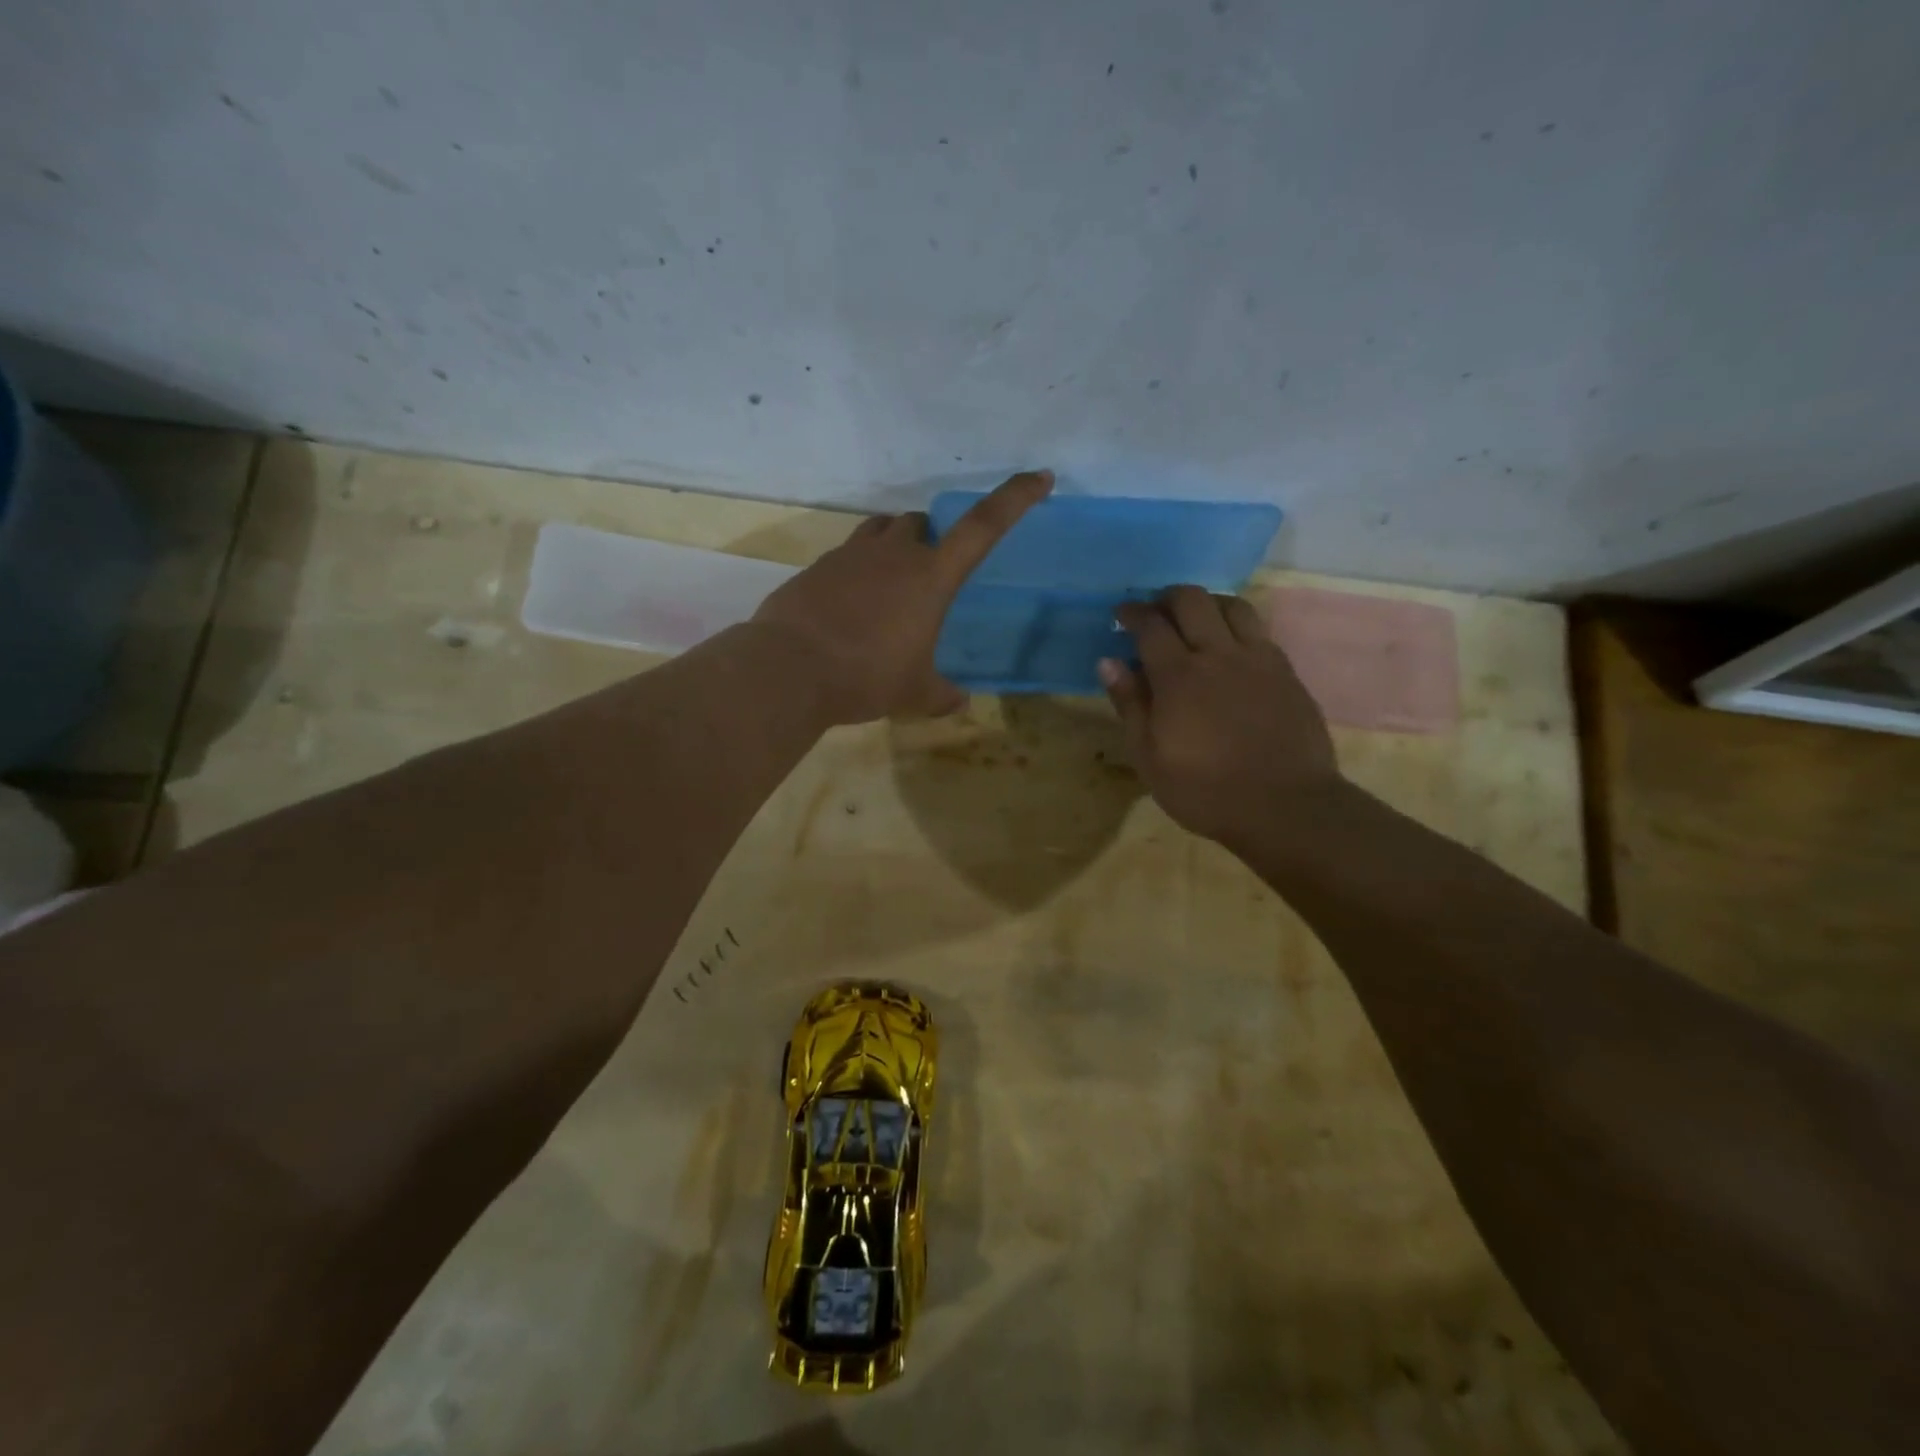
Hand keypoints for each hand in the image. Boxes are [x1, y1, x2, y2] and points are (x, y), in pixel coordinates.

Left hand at [752, 470, 1052, 723]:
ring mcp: (851, 555)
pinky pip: (847, 554)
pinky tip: (850, 605)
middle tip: (929, 575)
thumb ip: (942, 694)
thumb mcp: (914, 693)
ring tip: (891, 583)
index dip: (1015, 498)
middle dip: (930, 539)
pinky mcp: (818, 567)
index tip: (1040, 477)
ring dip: (893, 545)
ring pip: (881, 530)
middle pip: (920, 523)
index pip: (984, 526)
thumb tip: (958, 701)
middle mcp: (894, 554)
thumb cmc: (866, 676)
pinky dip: (857, 570)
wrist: (790, 669)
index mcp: (931, 576)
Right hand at [1101, 587, 1342, 846]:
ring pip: (1231, 605)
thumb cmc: (1204, 790)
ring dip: (1206, 603)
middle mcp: (1218, 654)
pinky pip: (1258, 629)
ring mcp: (1257, 659)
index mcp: (1178, 676)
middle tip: (1155, 613)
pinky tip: (1230, 646)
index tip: (1120, 614)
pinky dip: (1236, 624)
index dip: (1131, 612)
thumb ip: (1130, 704)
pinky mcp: (1285, 671)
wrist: (1285, 806)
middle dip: (1166, 598)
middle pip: (1192, 600)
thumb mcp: (1149, 757)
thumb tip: (1108, 661)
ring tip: (1194, 621)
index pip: (1150, 624)